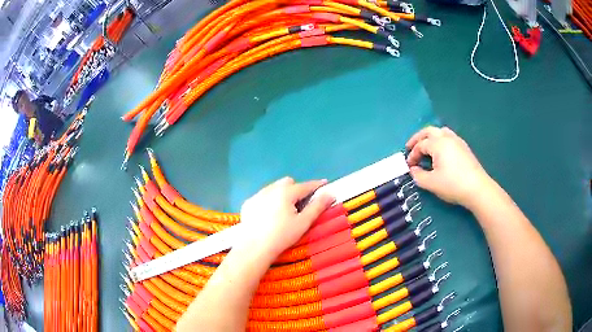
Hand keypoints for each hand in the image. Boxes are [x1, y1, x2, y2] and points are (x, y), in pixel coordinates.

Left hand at [238, 177, 334, 259]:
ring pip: (273, 188)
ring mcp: (257, 195)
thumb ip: (317, 206)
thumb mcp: (303, 222)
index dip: (316, 185)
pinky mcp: (248, 204)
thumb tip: (330, 194)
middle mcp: (270, 189)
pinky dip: (269, 201)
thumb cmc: (282, 236)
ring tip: (284, 211)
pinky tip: (268, 216)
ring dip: (282, 194)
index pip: (305, 185)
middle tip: (301, 204)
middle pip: (288, 182)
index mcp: (286, 192)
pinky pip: (262, 196)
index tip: (324, 184)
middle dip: (296, 189)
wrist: (254, 248)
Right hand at [406, 126, 492, 208]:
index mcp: (438, 144)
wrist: (477, 188)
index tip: (409, 166)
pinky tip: (441, 152)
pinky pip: (449, 137)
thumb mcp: (431, 183)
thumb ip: (418, 175)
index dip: (412, 155)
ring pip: (440, 132)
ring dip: (430, 137)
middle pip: (429, 131)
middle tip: (410, 147)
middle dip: (418, 138)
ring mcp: (457, 141)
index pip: (421, 145)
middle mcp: (447, 137)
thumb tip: (413, 169)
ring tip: (426, 147)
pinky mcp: (464, 147)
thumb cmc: (453, 185)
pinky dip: (440, 140)